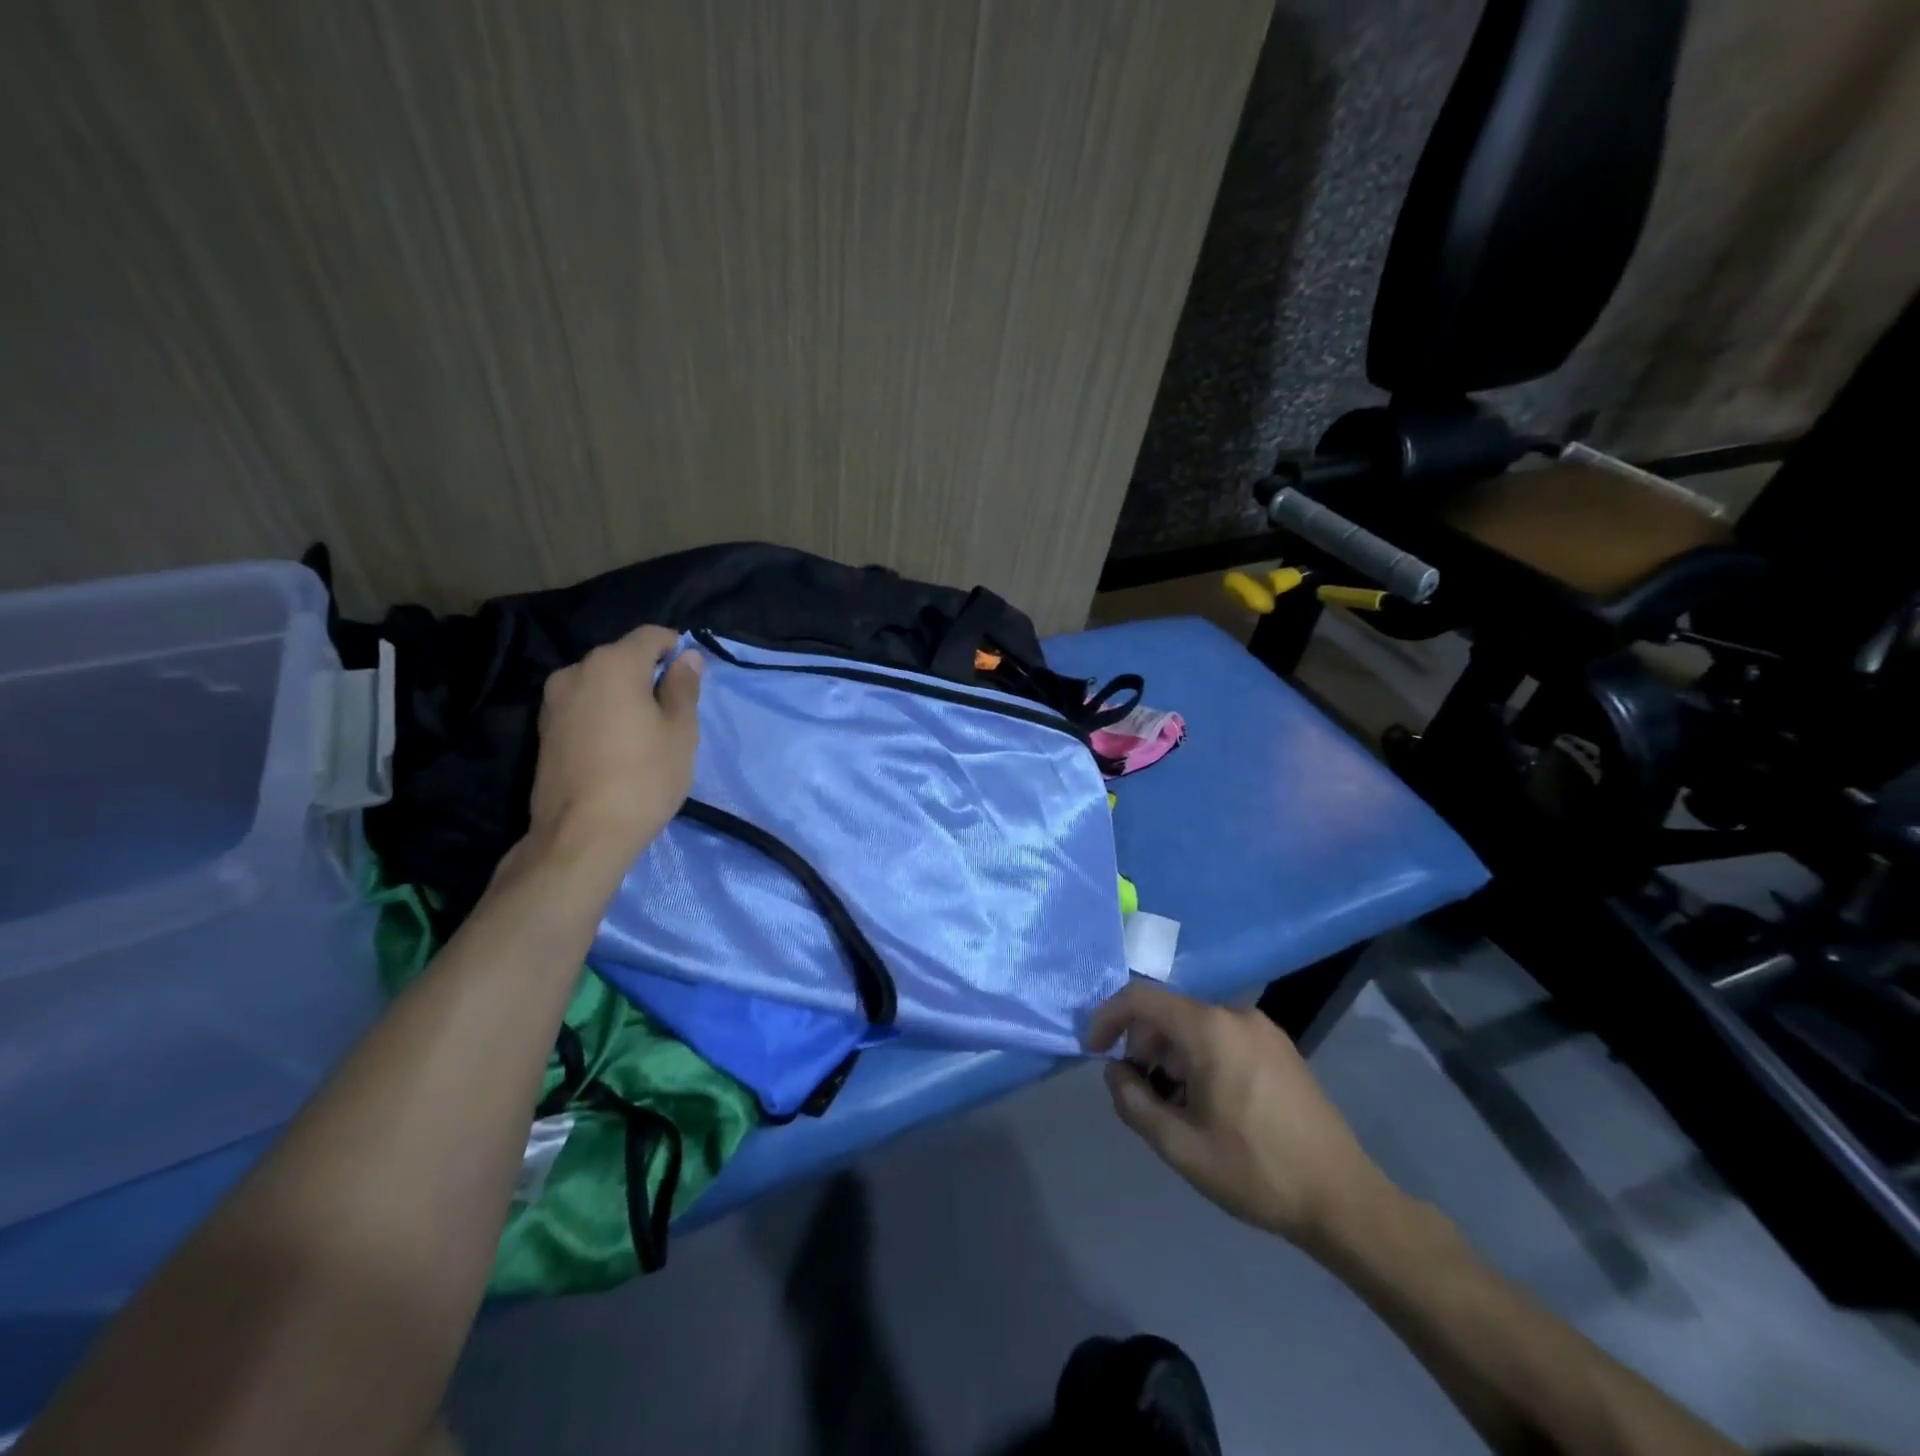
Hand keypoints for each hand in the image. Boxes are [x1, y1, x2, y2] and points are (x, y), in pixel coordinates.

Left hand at [524, 625, 703, 869]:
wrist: (582, 835)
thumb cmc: (644, 777)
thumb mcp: (681, 731)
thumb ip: (683, 688)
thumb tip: (686, 657)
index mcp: (613, 663)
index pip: (651, 635)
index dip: (677, 649)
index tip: (691, 679)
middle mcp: (576, 671)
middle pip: (622, 658)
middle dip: (649, 675)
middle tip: (673, 712)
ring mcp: (553, 701)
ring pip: (601, 684)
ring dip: (624, 697)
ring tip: (644, 734)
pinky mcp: (543, 730)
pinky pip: (583, 707)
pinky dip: (603, 715)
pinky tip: (617, 748)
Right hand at [1086, 981, 1388, 1246]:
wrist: (1343, 1198)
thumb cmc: (1255, 1170)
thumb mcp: (1180, 1146)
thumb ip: (1134, 1102)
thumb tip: (1114, 1071)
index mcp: (1209, 1028)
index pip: (1141, 999)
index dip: (1108, 1017)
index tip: (1094, 1051)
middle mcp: (1235, 1014)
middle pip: (1168, 1012)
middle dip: (1142, 1045)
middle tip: (1139, 1092)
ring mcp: (1262, 1028)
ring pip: (1195, 1025)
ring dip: (1170, 1055)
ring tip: (1174, 1105)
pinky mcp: (1278, 1046)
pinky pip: (1222, 1036)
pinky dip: (1199, 1057)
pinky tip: (1206, 1101)